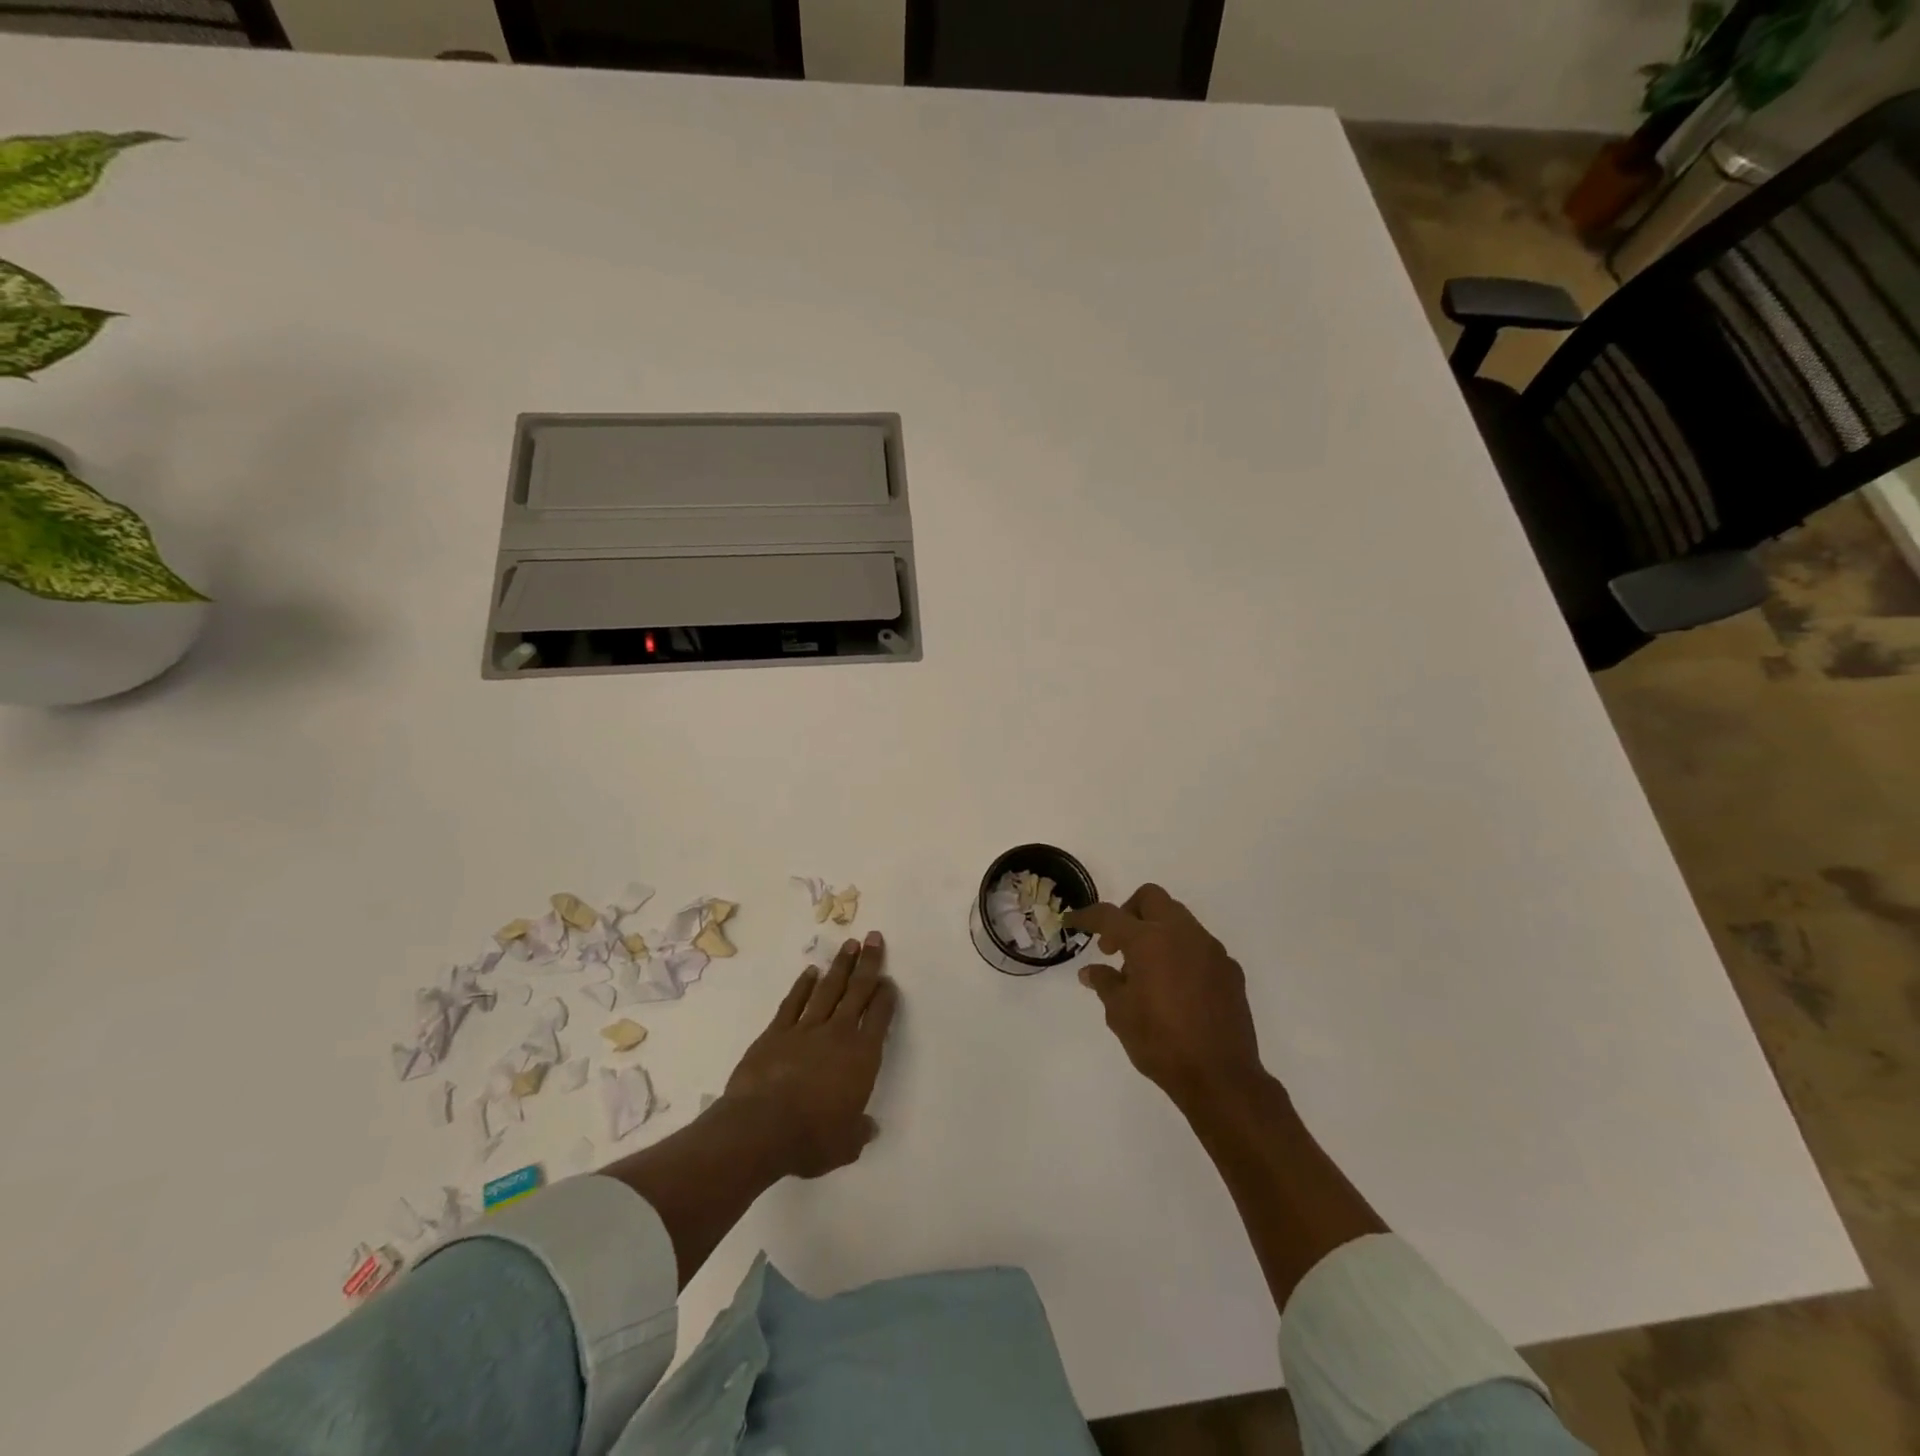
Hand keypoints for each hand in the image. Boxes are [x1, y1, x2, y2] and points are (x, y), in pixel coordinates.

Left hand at [722, 931, 897, 1178]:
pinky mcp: (775, 1033)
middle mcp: (837, 1034)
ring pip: (827, 989)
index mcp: (861, 1057)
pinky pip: (793, 1002)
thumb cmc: (810, 1138)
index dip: (886, 997)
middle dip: (868, 964)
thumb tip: (869, 1128)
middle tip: (873, 938)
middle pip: (857, 991)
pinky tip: (810, 972)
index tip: (889, 981)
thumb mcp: (844, 1145)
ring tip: (849, 944)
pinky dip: (802, 985)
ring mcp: (805, 1029)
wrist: (759, 1129)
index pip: (879, 1017)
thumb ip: (859, 1132)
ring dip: (840, 966)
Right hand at [1068, 885, 1263, 1109]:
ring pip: (1179, 919)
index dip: (1087, 916)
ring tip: (1146, 969)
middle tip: (1117, 945)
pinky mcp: (1230, 969)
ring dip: (1157, 931)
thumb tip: (1091, 971)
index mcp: (1149, 941)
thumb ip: (1105, 983)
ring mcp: (1211, 949)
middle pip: (1152, 898)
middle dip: (1129, 912)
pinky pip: (1200, 947)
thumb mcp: (1120, 1014)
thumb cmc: (1160, 1043)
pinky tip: (1177, 988)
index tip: (1072, 921)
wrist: (1220, 1077)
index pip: (1110, 915)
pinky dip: (1182, 954)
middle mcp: (1182, 934)